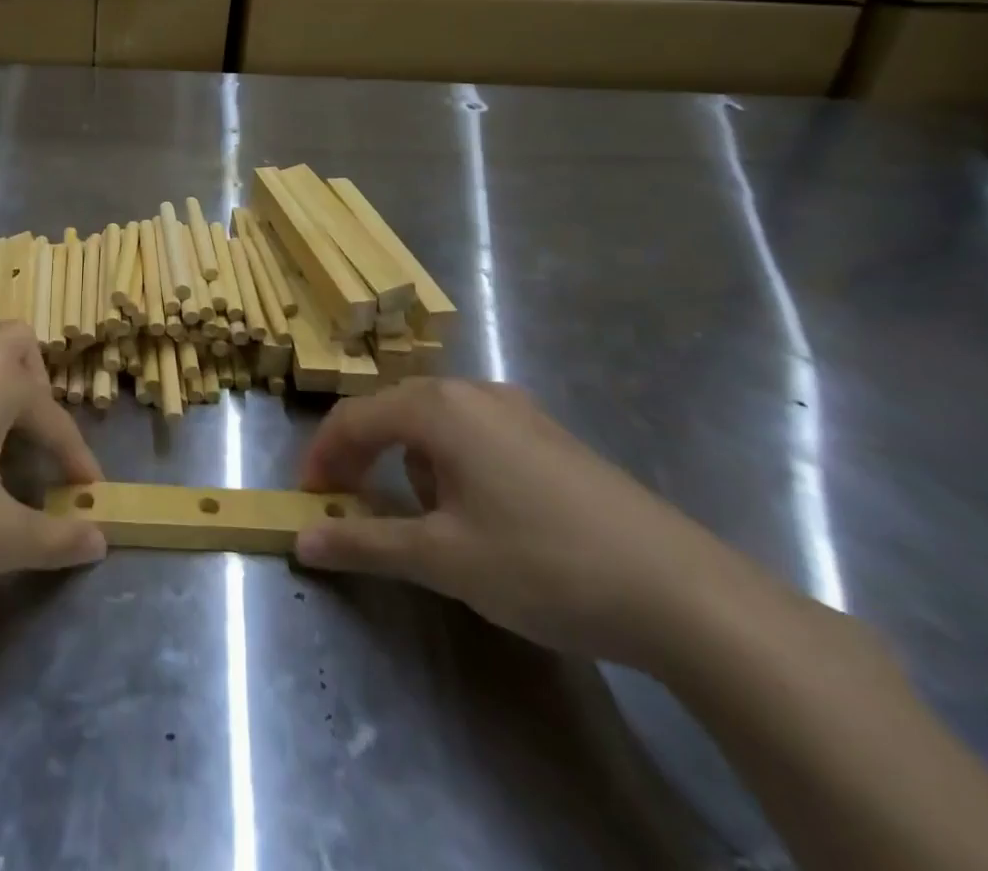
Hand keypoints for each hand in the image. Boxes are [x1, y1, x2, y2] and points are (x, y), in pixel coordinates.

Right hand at [295, 377, 767, 669]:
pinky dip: (450, 461)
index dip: (322, 456)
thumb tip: (302, 539)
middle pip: (392, 411)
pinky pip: (475, 433)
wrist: (685, 594)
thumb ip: (364, 543)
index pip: (354, 418)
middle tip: (346, 501)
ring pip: (435, 422)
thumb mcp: (442, 560)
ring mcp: (518, 410)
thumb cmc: (543, 563)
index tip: (308, 498)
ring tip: (416, 514)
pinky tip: (477, 509)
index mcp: (437, 407)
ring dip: (407, 459)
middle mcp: (473, 392)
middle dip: (361, 454)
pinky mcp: (551, 436)